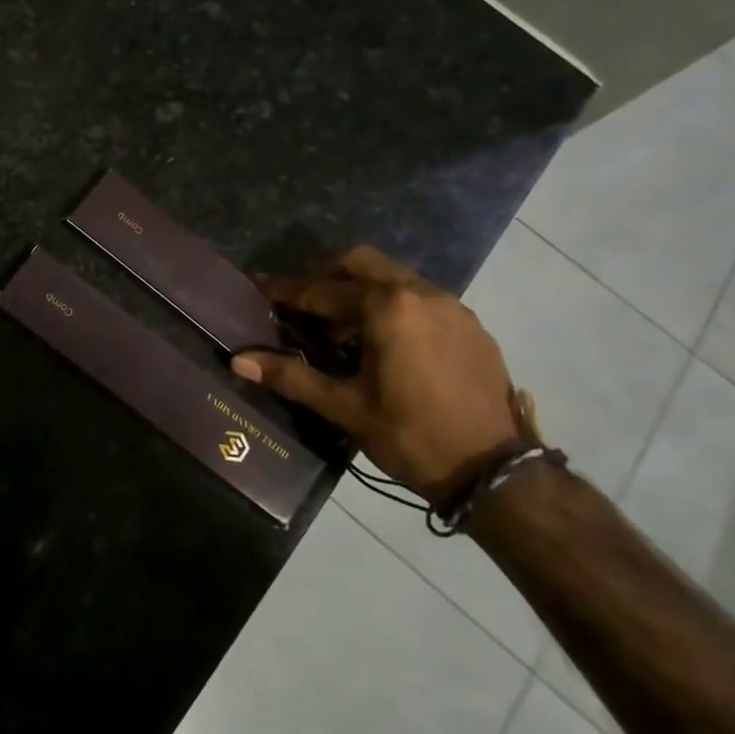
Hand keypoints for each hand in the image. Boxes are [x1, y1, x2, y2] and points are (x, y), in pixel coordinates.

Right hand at [231, 247, 525, 503]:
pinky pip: (420, 297)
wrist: (495, 470)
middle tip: (301, 303)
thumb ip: (291, 377)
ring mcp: (451, 305)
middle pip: (359, 263)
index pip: (321, 291)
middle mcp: (419, 292)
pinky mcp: (470, 324)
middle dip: (324, 276)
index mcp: (386, 308)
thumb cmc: (412, 436)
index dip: (285, 290)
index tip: (258, 285)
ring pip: (392, 276)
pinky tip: (384, 342)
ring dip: (360, 290)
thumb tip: (239, 361)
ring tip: (340, 328)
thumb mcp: (346, 408)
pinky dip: (392, 305)